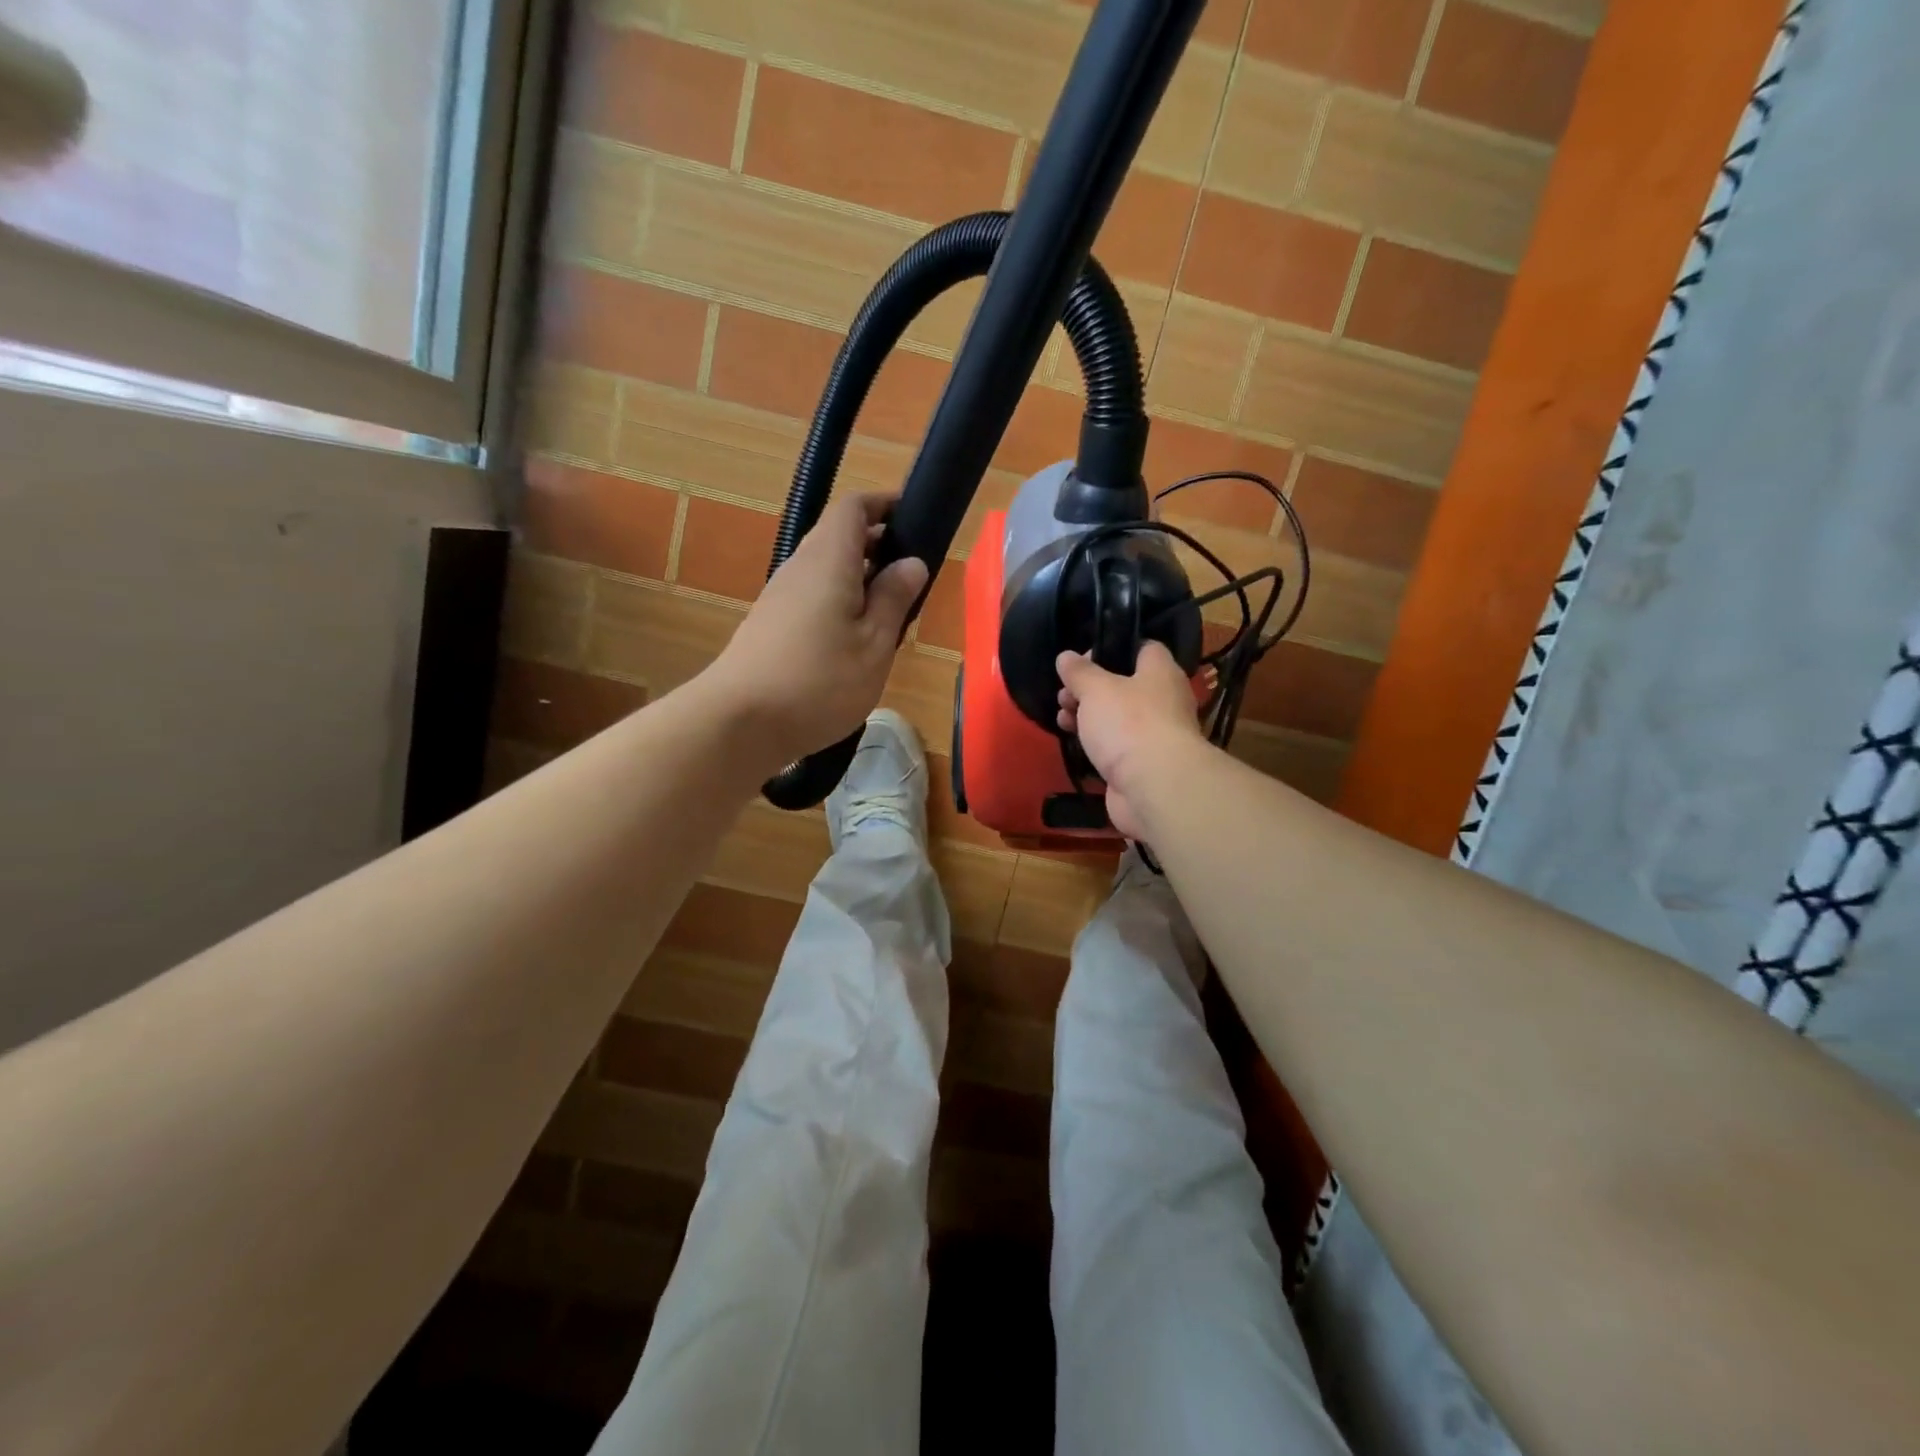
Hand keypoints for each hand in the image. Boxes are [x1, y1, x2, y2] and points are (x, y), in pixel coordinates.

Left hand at [706, 493, 927, 770]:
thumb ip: (894, 598)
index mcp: (829, 559)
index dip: (884, 504)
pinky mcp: (770, 625)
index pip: (853, 506)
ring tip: (890, 615)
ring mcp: (779, 597)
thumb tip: (912, 562)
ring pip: (826, 570)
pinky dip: (839, 603)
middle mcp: (800, 567)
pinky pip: (812, 597)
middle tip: (912, 578)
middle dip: (878, 546)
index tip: (916, 518)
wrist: (740, 722)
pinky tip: (854, 643)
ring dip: (860, 579)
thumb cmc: (819, 681)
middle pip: (838, 536)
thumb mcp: (874, 644)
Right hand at [1055, 642, 1203, 840]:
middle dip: (1090, 688)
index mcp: (1160, 672)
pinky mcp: (1142, 764)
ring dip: (1088, 716)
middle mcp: (1163, 700)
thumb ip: (1079, 672)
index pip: (1144, 648)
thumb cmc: (1128, 724)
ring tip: (1061, 718)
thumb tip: (1066, 656)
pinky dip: (1096, 743)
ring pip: (1117, 717)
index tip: (1083, 657)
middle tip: (1064, 693)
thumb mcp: (1096, 689)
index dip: (1113, 648)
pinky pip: (1116, 745)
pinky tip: (1074, 741)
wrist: (1154, 787)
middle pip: (1124, 684)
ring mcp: (1154, 735)